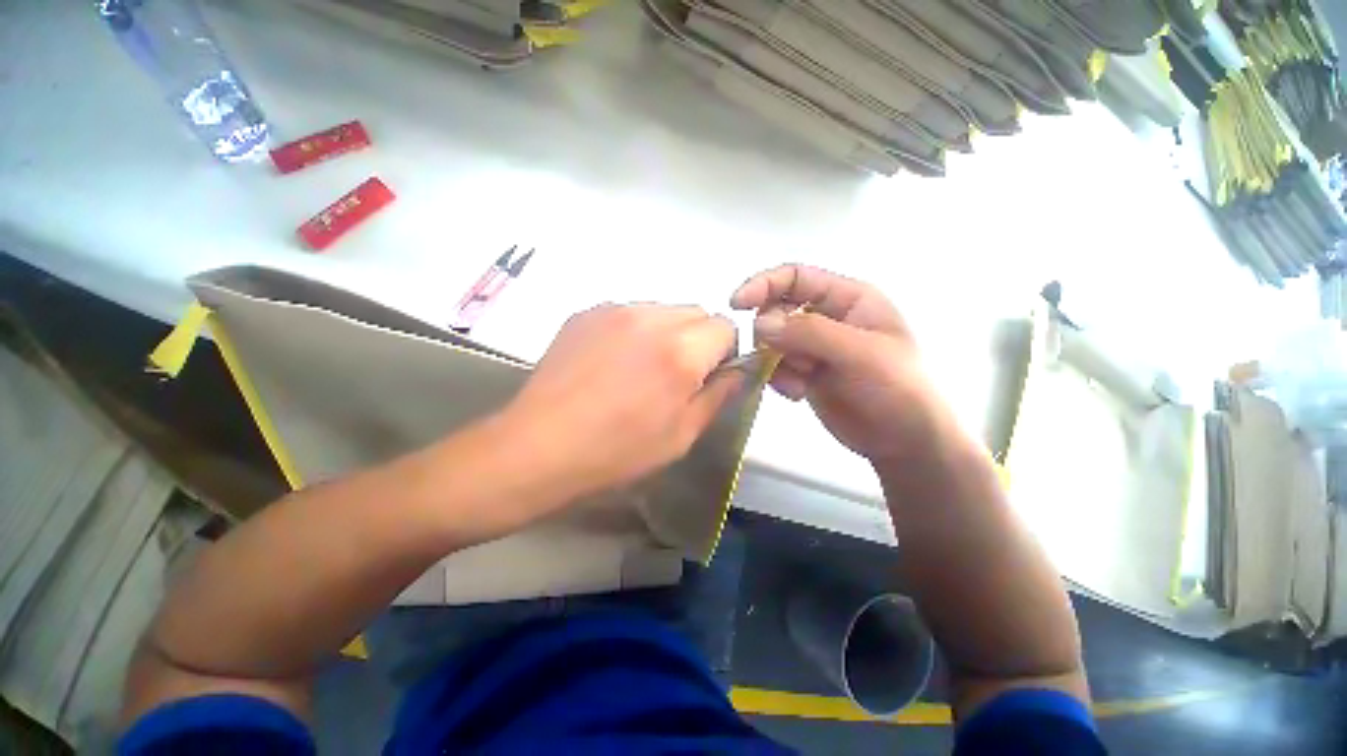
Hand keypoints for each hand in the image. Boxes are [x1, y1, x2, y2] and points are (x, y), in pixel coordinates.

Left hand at [501, 304, 742, 498]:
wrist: (539, 446)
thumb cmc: (617, 451)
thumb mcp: (682, 435)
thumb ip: (718, 395)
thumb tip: (737, 371)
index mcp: (681, 351)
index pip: (726, 327)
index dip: (724, 352)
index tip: (708, 376)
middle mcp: (651, 318)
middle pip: (696, 312)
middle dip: (698, 339)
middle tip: (676, 375)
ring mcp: (614, 310)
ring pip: (663, 310)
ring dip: (667, 333)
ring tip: (640, 369)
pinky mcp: (586, 313)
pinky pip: (629, 313)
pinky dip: (634, 331)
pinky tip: (612, 363)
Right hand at [731, 264, 943, 464]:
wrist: (905, 442)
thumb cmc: (897, 388)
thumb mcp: (859, 353)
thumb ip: (809, 333)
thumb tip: (759, 324)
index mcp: (847, 299)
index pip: (796, 278)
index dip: (764, 285)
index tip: (737, 304)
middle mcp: (827, 318)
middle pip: (777, 311)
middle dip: (773, 335)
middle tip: (787, 359)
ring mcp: (814, 347)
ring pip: (772, 341)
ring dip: (777, 361)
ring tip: (800, 382)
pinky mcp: (805, 373)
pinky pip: (775, 366)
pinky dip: (779, 379)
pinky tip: (798, 394)